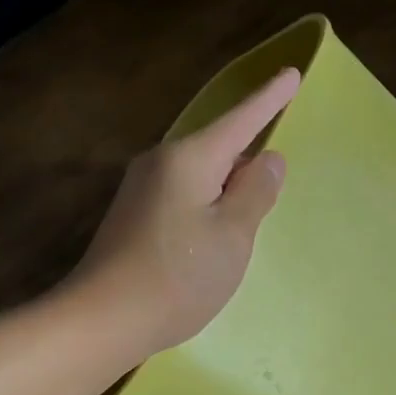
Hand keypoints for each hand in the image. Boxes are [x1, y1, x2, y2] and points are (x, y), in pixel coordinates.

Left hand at [71, 68, 299, 354]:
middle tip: (267, 203)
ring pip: (202, 177)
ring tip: (238, 235)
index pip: (241, 120)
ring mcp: (142, 189)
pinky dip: (206, 210)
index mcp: (190, 158)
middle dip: (247, 167)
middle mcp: (161, 162)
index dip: (269, 100)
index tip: (292, 74)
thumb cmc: (179, 275)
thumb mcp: (234, 235)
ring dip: (226, 195)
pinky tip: (208, 246)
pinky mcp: (134, 216)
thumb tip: (268, 158)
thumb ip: (256, 192)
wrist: (103, 319)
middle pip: (220, 150)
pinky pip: (185, 197)